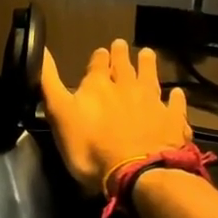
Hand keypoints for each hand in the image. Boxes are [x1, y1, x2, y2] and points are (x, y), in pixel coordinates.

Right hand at [40, 40, 191, 194]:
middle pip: (125, 66)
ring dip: (149, 65)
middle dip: (122, 54)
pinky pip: (175, 105)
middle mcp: (127, 87)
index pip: (98, 63)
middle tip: (123, 44)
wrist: (136, 173)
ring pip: (151, 77)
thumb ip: (49, 82)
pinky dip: (175, 98)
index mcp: (98, 85)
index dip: (99, 57)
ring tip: (148, 53)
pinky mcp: (172, 121)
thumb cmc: (90, 147)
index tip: (101, 50)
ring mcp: (153, 103)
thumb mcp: (59, 114)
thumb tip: (40, 48)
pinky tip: (177, 93)